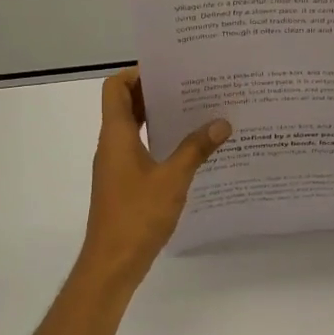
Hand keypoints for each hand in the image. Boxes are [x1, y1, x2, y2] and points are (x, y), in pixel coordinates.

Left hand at [74, 68, 229, 292]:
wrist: (112, 263)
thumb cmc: (137, 215)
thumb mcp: (173, 179)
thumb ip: (196, 149)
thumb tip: (221, 123)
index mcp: (116, 135)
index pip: (115, 88)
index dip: (136, 73)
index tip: (169, 71)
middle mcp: (112, 144)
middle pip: (125, 105)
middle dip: (155, 92)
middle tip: (190, 86)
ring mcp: (116, 165)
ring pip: (133, 128)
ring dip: (158, 118)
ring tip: (195, 112)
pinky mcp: (123, 183)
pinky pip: (139, 149)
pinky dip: (159, 141)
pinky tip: (189, 149)